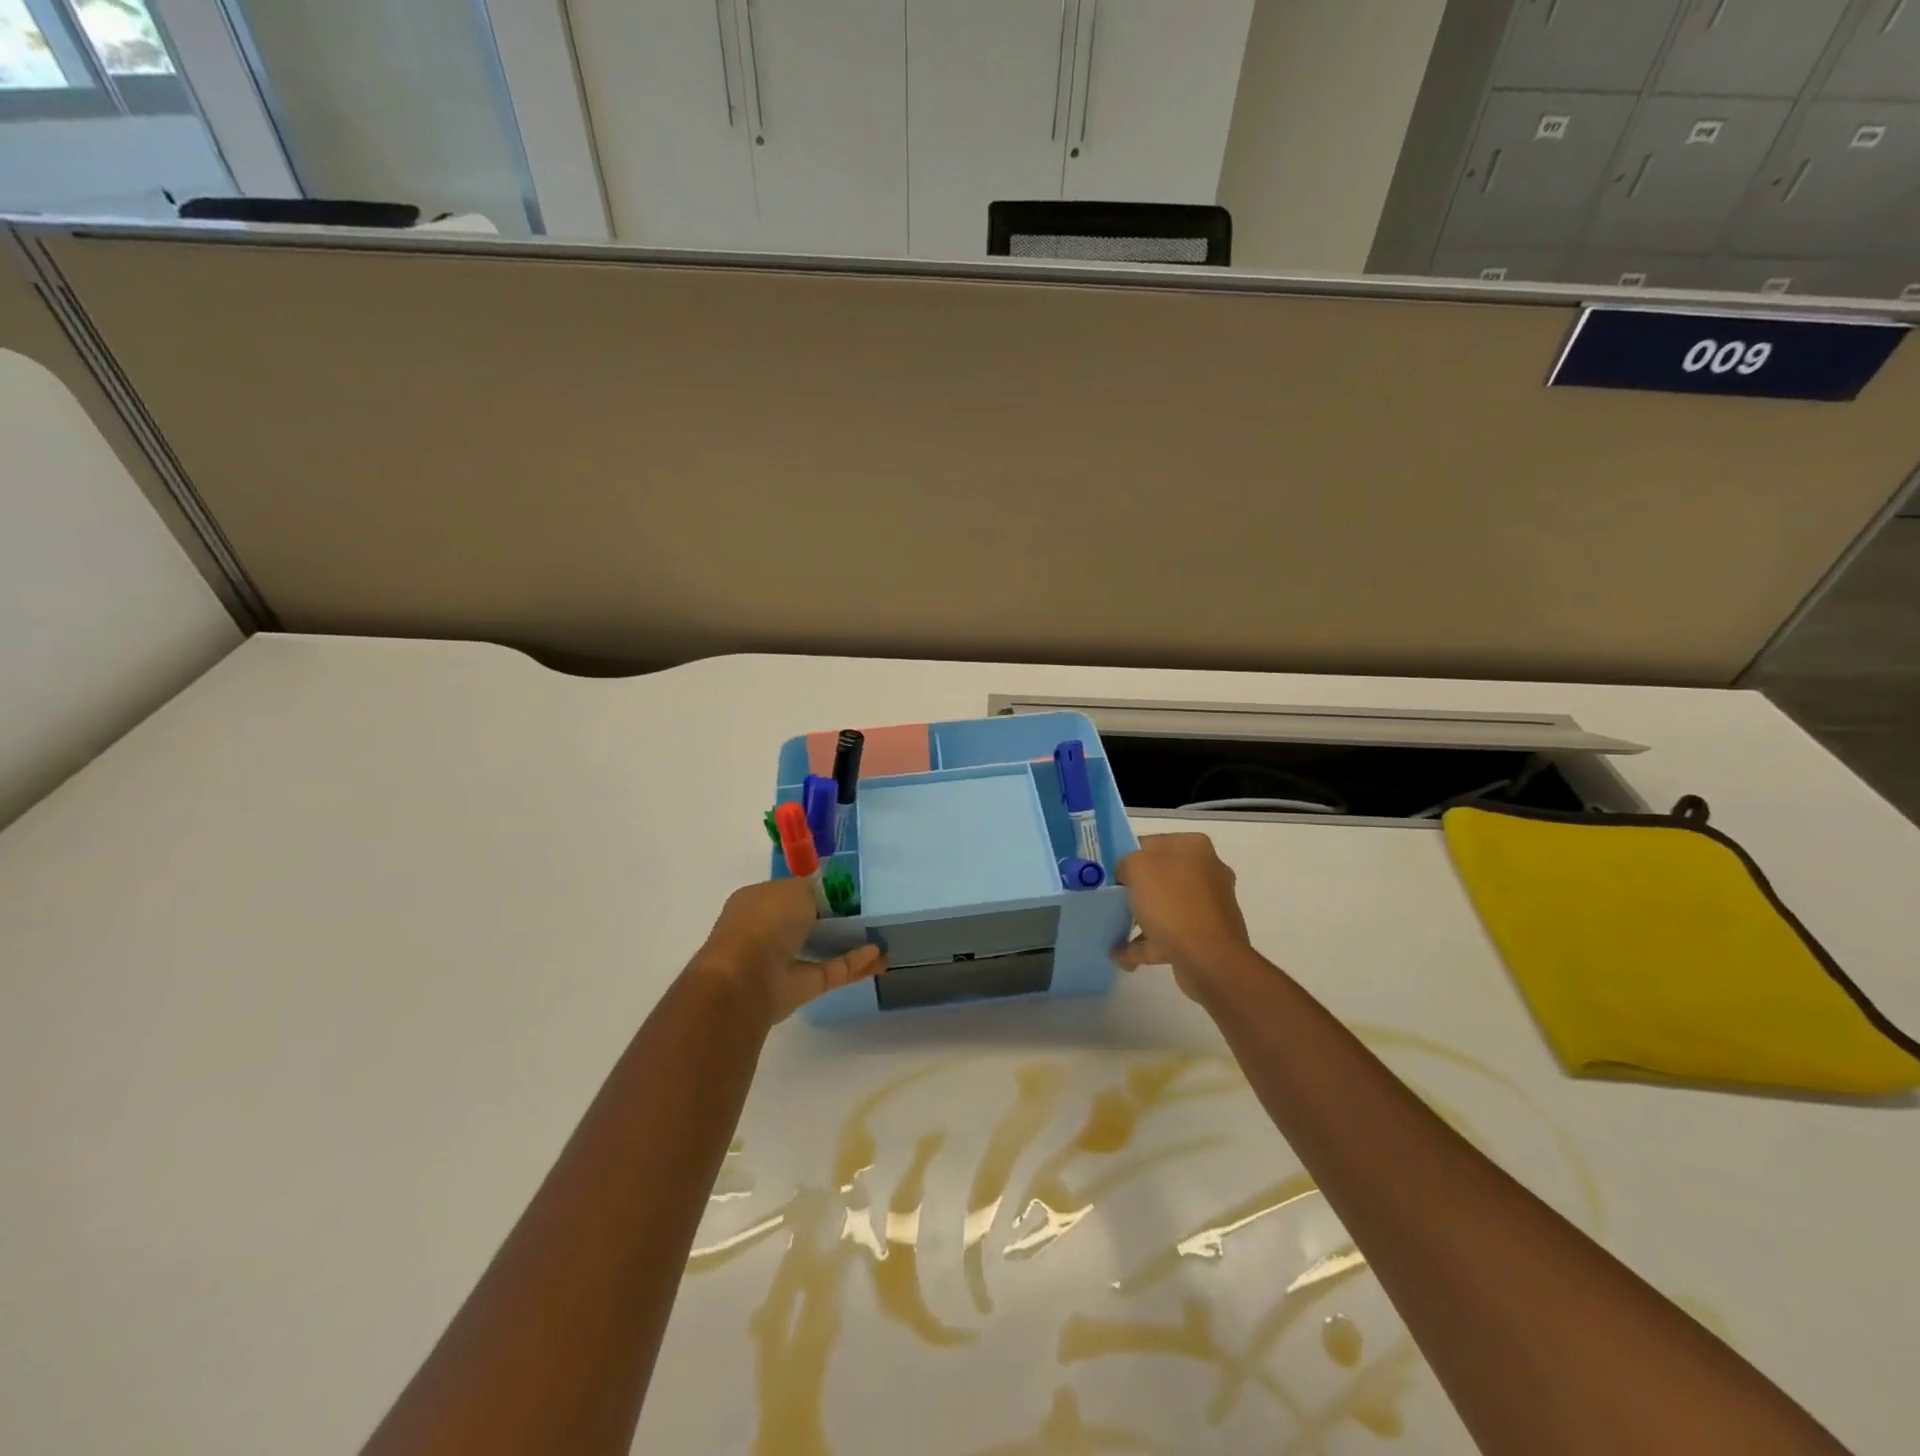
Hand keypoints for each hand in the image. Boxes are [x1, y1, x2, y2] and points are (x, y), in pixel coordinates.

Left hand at [691, 878, 885, 1026]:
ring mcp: (781, 962)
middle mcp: (766, 930)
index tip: (845, 889)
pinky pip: (830, 971)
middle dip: (832, 917)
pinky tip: (879, 956)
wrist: (743, 980)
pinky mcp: (798, 988)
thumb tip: (821, 895)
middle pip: (805, 921)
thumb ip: (812, 889)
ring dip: (847, 943)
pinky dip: (853, 963)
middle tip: (865, 911)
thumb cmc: (764, 922)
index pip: (788, 892)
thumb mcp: (794, 888)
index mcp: (756, 902)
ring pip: (819, 949)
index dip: (815, 889)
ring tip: (880, 937)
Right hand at [1112, 832, 1253, 1000]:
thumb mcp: (1137, 867)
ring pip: (1165, 907)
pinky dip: (1147, 943)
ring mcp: (1209, 906)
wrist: (1209, 959)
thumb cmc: (1172, 903)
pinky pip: (1169, 935)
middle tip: (1111, 900)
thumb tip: (1126, 874)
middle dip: (1134, 890)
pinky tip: (1121, 955)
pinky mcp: (1207, 937)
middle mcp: (1206, 872)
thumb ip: (1125, 862)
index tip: (1110, 874)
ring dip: (1140, 919)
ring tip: (1113, 931)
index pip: (1151, 843)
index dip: (1127, 857)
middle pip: (1159, 876)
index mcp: (1194, 847)